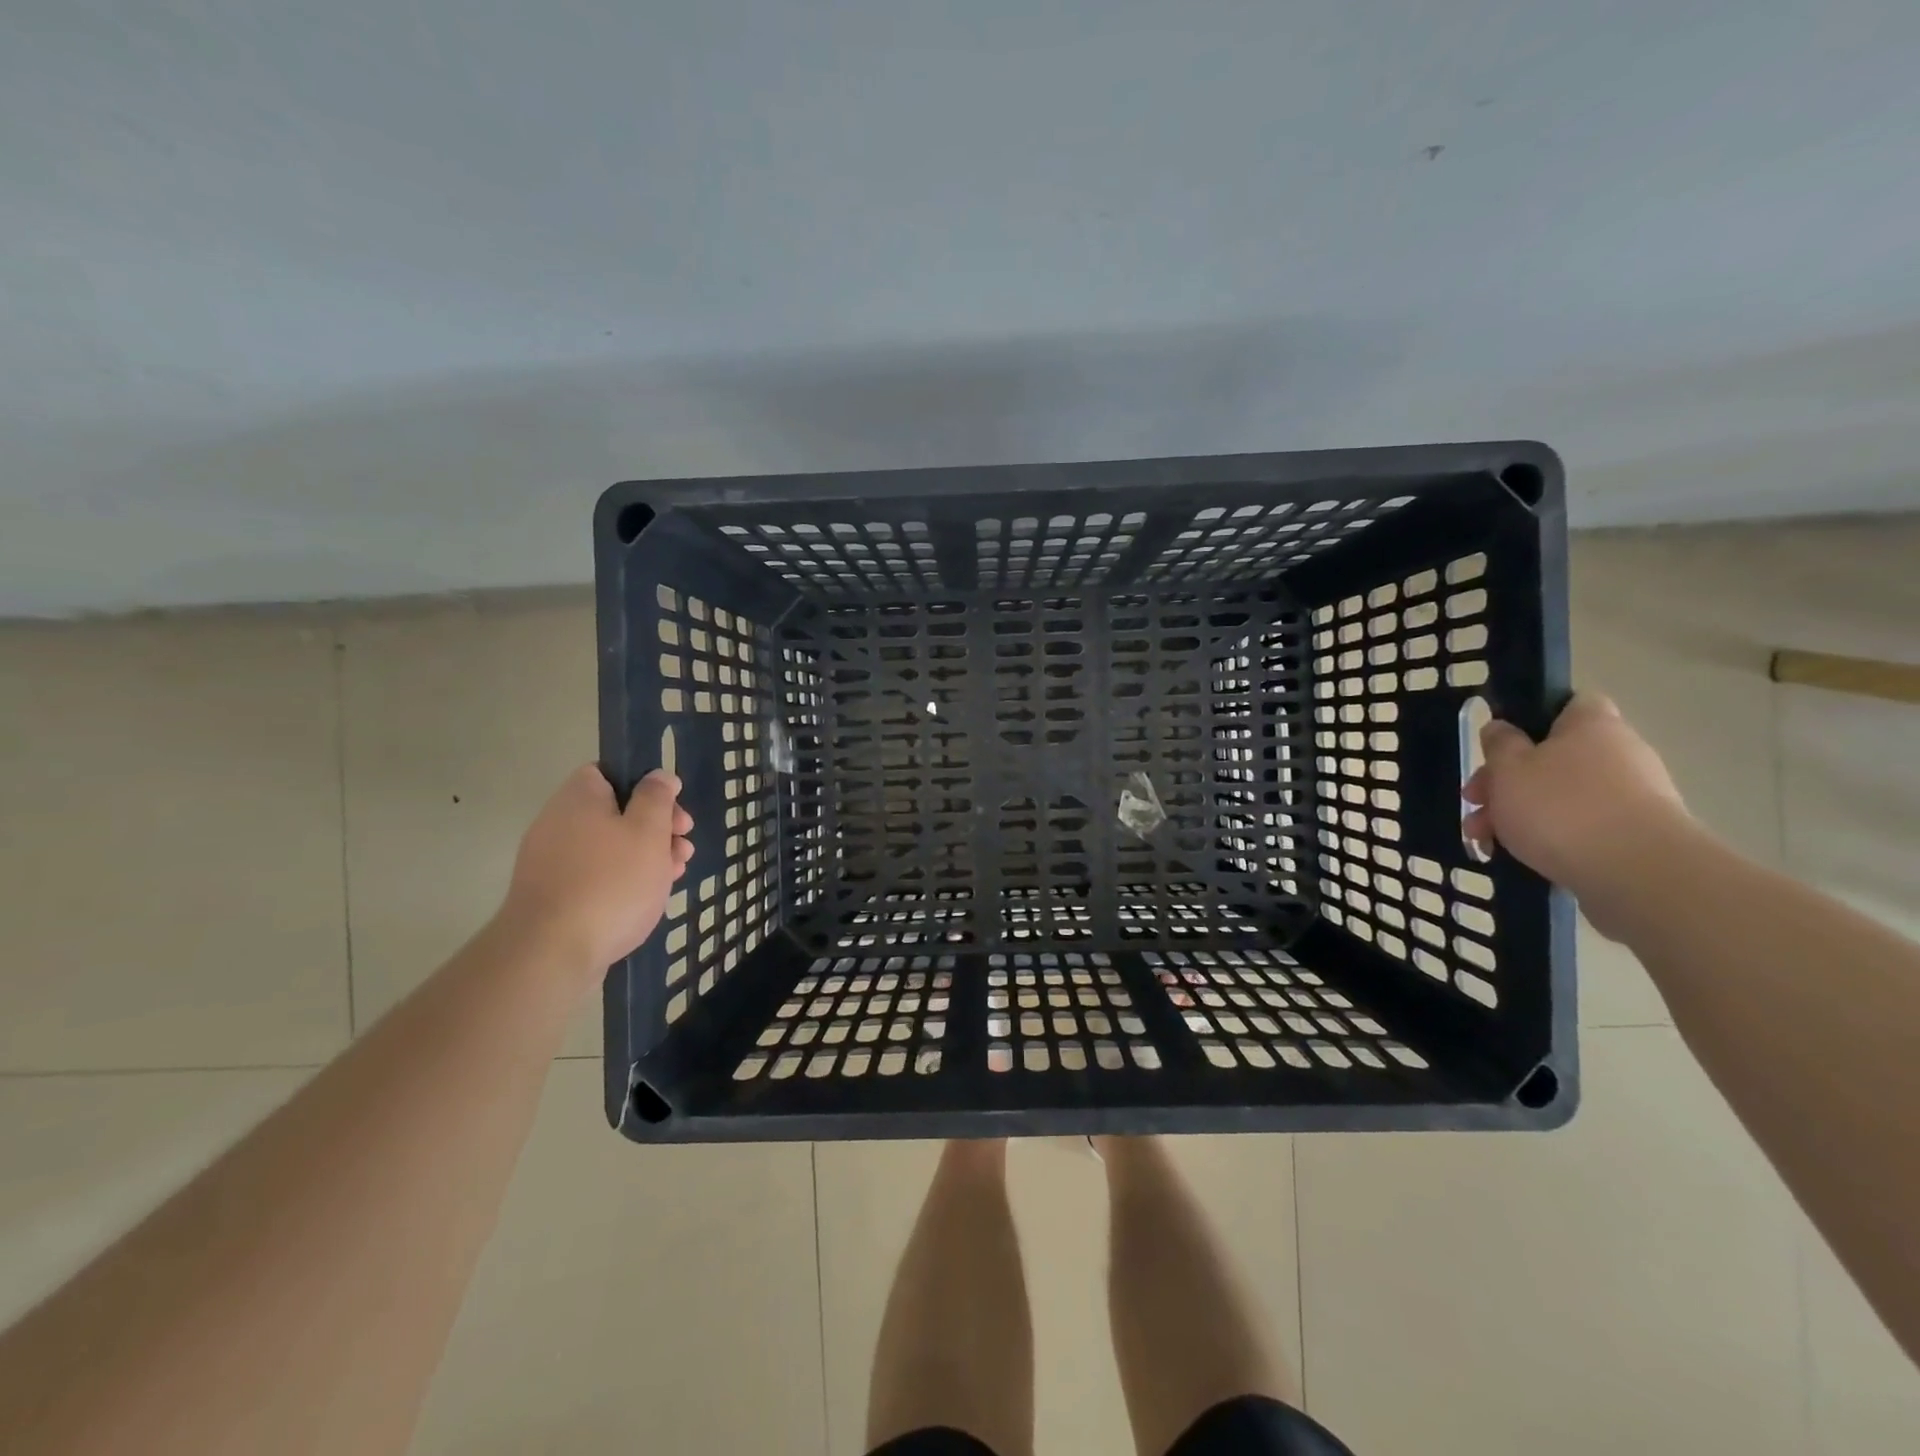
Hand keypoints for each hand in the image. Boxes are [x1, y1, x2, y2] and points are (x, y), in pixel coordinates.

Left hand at [499, 765, 693, 978]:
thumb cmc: (610, 881)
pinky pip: (597, 875)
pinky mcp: (555, 896)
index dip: (645, 784)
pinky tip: (649, 896)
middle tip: (683, 843)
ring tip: (676, 872)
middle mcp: (559, 823)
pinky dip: (624, 879)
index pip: (609, 772)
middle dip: (656, 825)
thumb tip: (658, 776)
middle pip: (615, 811)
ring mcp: (553, 862)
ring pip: (610, 846)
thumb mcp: (648, 831)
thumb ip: (657, 798)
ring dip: (646, 854)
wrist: (551, 953)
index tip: (672, 806)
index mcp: (579, 798)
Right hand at [1464, 694, 1690, 935]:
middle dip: (1507, 781)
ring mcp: (1633, 797)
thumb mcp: (1508, 768)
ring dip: (1517, 814)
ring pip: (1559, 796)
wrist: (1638, 875)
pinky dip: (1546, 838)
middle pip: (1553, 757)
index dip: (1532, 718)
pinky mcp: (1634, 837)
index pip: (1569, 703)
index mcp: (1592, 726)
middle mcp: (1620, 754)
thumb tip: (1502, 729)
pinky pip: (1579, 828)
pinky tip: (1516, 857)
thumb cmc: (1561, 807)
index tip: (1501, 744)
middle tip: (1474, 802)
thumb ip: (1499, 744)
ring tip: (1482, 840)